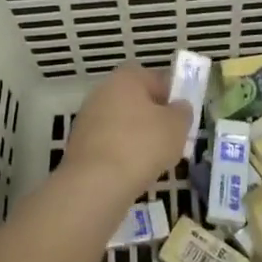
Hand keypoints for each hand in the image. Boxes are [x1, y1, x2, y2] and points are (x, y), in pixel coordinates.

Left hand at [62, 67, 191, 198]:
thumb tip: (179, 107)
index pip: (154, 78)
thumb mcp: (177, 126)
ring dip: (137, 138)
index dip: (171, 95)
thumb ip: (182, 112)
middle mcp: (102, 91)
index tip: (181, 116)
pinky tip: (133, 172)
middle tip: (170, 139)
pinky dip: (121, 155)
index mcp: (126, 78)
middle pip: (136, 101)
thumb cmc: (142, 145)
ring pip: (122, 124)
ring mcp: (87, 118)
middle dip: (153, 118)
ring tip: (154, 160)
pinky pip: (109, 144)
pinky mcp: (79, 145)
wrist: (95, 183)